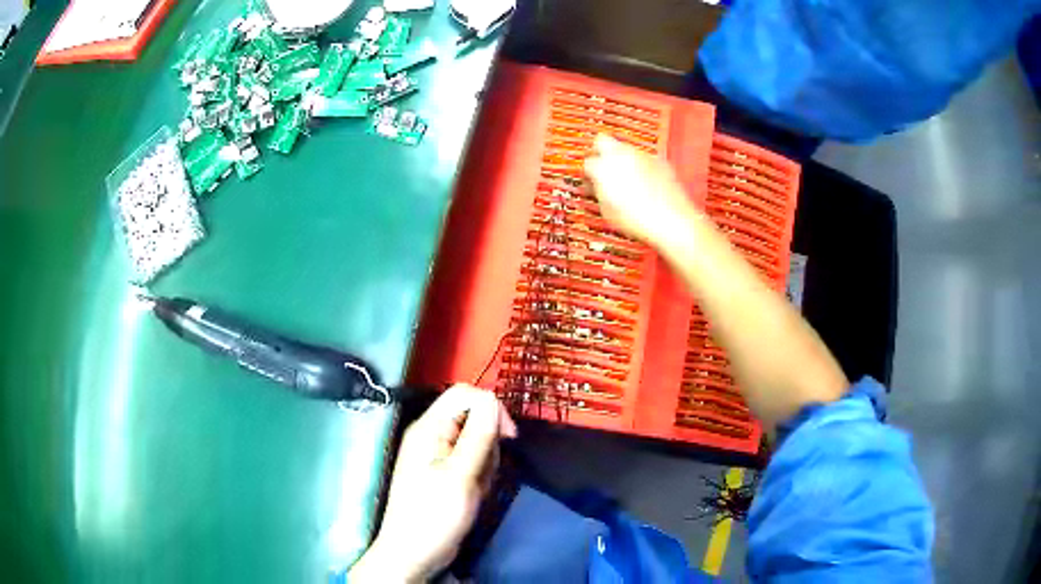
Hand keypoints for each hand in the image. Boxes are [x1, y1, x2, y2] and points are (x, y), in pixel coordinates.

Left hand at [349, 385, 517, 581]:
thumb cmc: (434, 515)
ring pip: (477, 441)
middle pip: (473, 417)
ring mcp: (437, 454)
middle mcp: (431, 434)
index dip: (491, 408)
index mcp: (429, 428)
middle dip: (489, 443)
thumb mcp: (461, 476)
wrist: (413, 554)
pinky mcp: (444, 471)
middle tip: (484, 473)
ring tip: (476, 488)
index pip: (464, 394)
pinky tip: (474, 494)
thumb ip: (478, 436)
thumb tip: (493, 399)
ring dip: (486, 463)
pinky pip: (472, 460)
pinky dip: (480, 475)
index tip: (508, 438)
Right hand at [583, 134, 700, 250]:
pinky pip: (643, 158)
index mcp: (603, 167)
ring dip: (621, 159)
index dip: (587, 173)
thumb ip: (598, 192)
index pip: (587, 162)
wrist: (670, 220)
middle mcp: (621, 154)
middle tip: (603, 168)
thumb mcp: (608, 210)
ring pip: (624, 148)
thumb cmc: (638, 219)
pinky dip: (640, 166)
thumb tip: (597, 187)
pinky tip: (644, 183)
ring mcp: (641, 155)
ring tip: (626, 180)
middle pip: (602, 141)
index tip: (590, 181)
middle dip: (600, 152)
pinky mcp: (658, 160)